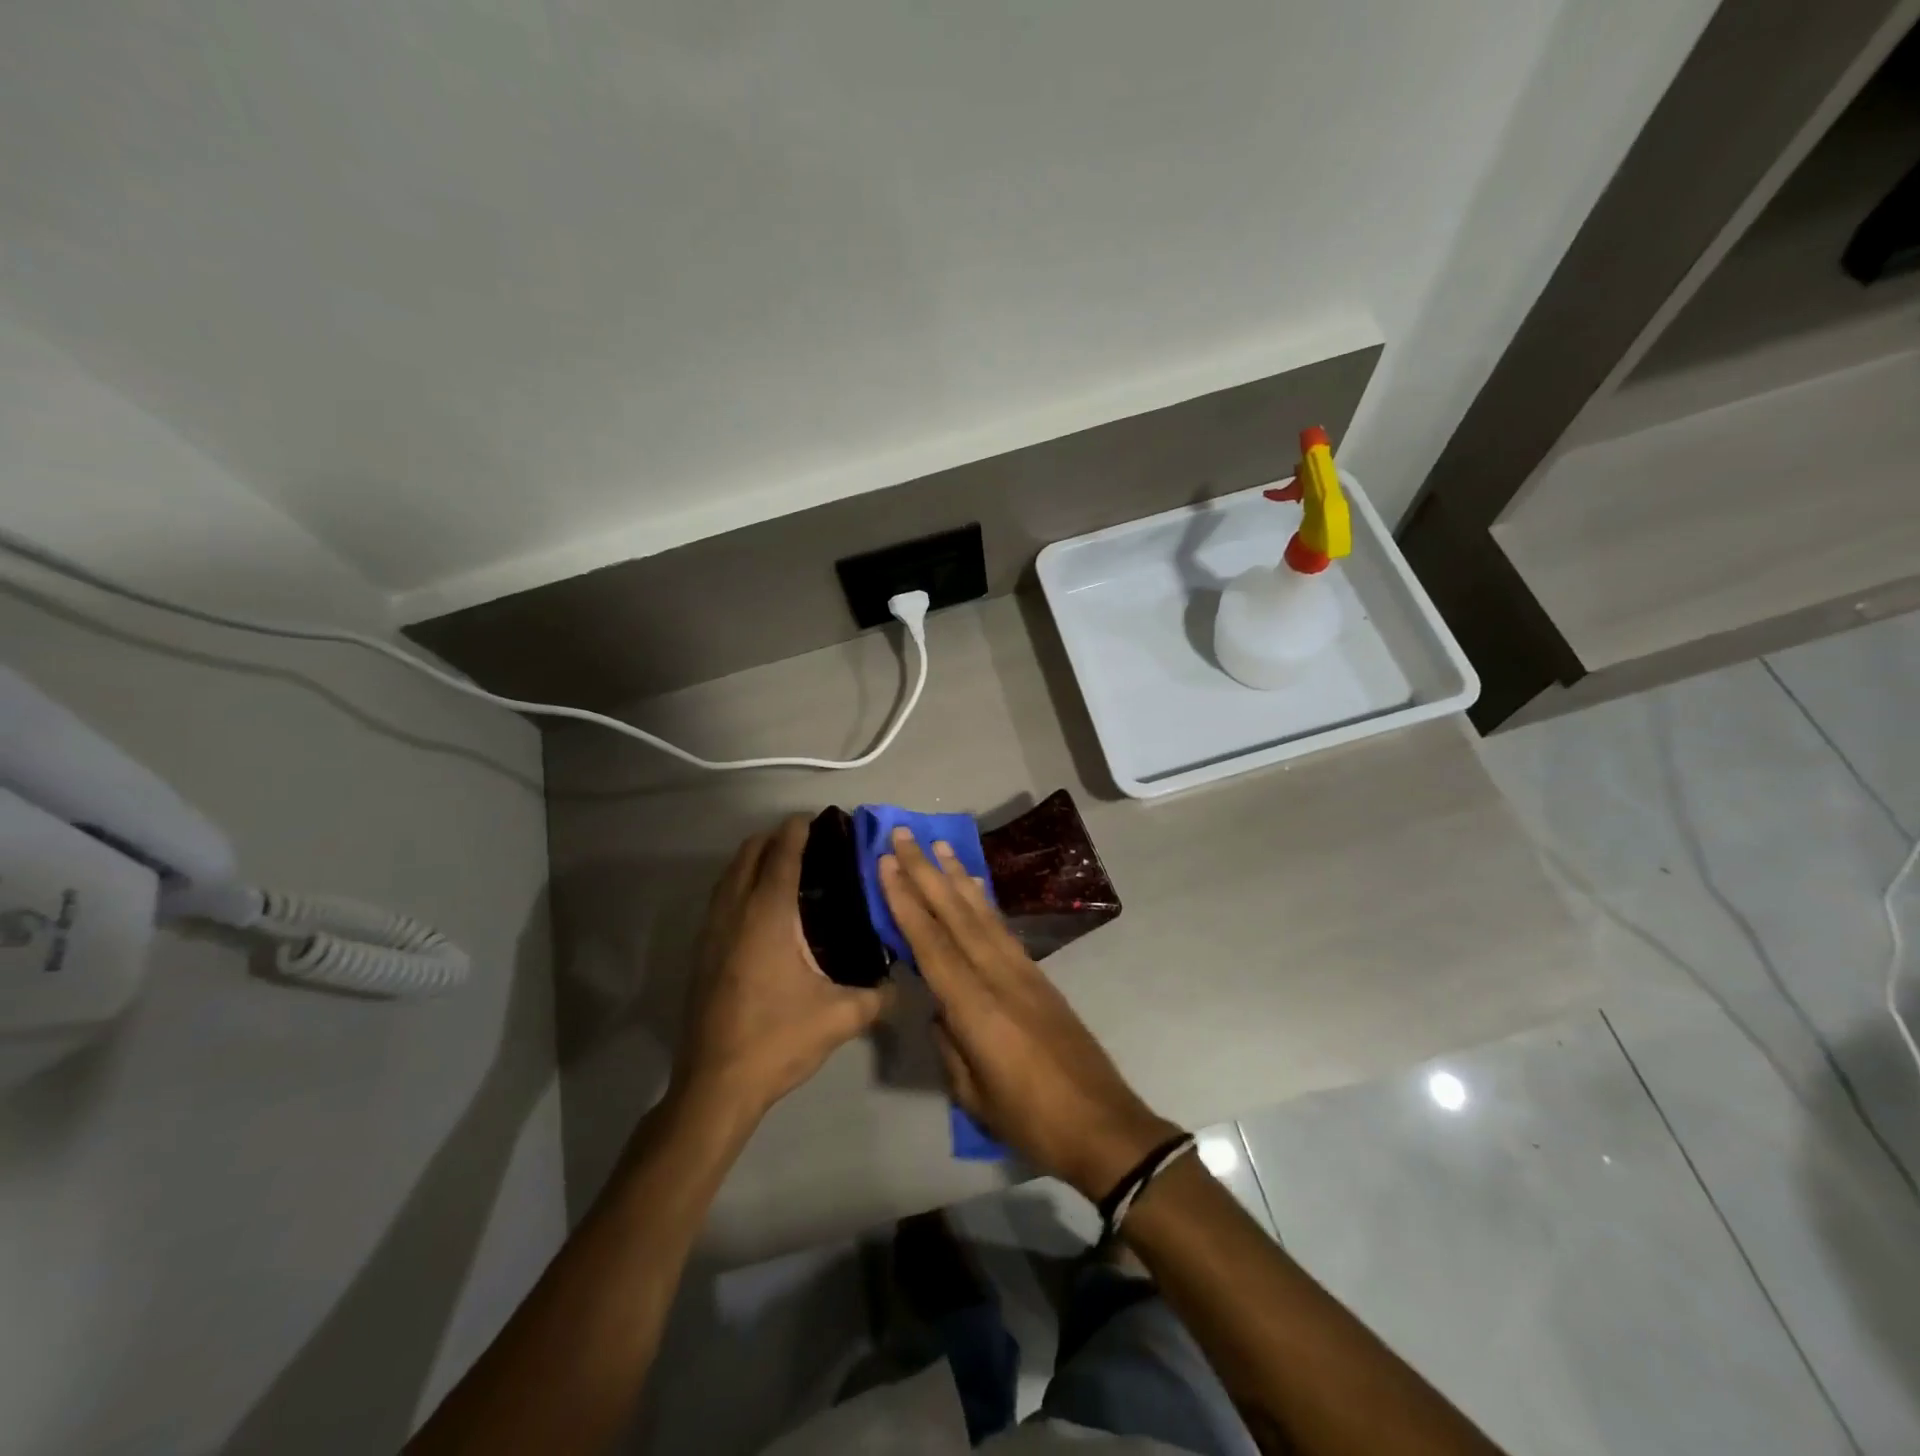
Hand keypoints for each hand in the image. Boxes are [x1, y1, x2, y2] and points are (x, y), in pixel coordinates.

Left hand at [676, 815, 892, 1123]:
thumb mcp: (839, 1018)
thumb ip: (878, 996)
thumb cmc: (777, 1040)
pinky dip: (739, 883)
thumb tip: (905, 985)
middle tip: (807, 842)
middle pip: (748, 854)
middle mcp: (735, 913)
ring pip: (728, 875)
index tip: (817, 819)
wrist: (715, 1085)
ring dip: (753, 859)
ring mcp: (712, 932)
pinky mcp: (702, 952)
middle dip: (774, 839)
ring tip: (784, 865)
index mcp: (768, 916)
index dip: (797, 832)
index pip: (781, 856)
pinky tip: (761, 907)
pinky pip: (720, 898)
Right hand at [878, 828, 1179, 1199]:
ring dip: (957, 876)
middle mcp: (998, 975)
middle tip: (904, 835)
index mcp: (976, 1007)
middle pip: (955, 915)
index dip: (906, 902)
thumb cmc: (1031, 1120)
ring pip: (982, 913)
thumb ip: (950, 1044)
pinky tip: (974, 886)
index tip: (886, 864)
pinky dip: (985, 901)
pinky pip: (1003, 928)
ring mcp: (1023, 971)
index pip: (931, 943)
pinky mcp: (1039, 976)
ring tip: (938, 845)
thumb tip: (939, 1010)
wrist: (1103, 1125)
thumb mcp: (973, 1093)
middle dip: (926, 872)